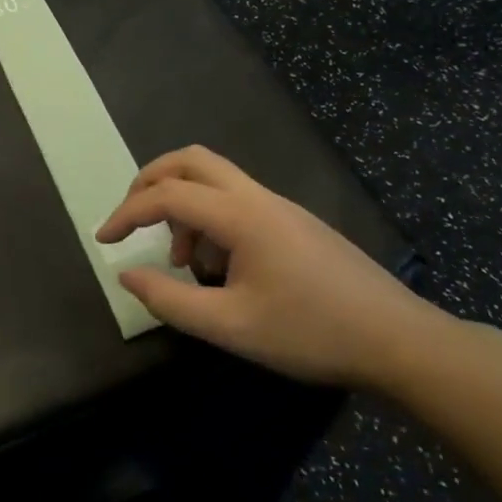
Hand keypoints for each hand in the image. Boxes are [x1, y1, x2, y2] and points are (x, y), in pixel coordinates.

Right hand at [95, 146, 446, 388]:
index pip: (167, 195)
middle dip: (151, 182)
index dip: (127, 213)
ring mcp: (280, 206)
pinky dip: (209, 219)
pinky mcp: (293, 222)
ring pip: (214, 179)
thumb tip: (127, 274)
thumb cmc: (311, 333)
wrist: (398, 341)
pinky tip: (218, 268)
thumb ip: (171, 300)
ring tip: (181, 262)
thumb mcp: (231, 327)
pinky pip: (236, 201)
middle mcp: (257, 197)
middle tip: (132, 219)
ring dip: (183, 205)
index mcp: (241, 215)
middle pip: (191, 160)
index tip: (103, 241)